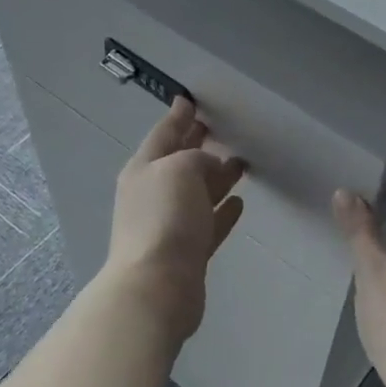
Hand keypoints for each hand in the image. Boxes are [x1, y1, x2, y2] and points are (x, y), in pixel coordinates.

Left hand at [105, 97, 245, 343]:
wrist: (157, 285)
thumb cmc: (165, 218)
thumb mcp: (180, 169)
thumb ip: (196, 158)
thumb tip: (210, 167)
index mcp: (144, 169)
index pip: (163, 135)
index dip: (178, 117)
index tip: (190, 101)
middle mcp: (153, 194)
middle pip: (179, 163)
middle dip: (196, 145)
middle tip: (217, 128)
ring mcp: (170, 225)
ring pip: (197, 193)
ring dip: (216, 177)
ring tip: (241, 163)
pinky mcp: (188, 252)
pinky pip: (208, 223)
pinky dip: (222, 211)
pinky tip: (239, 203)